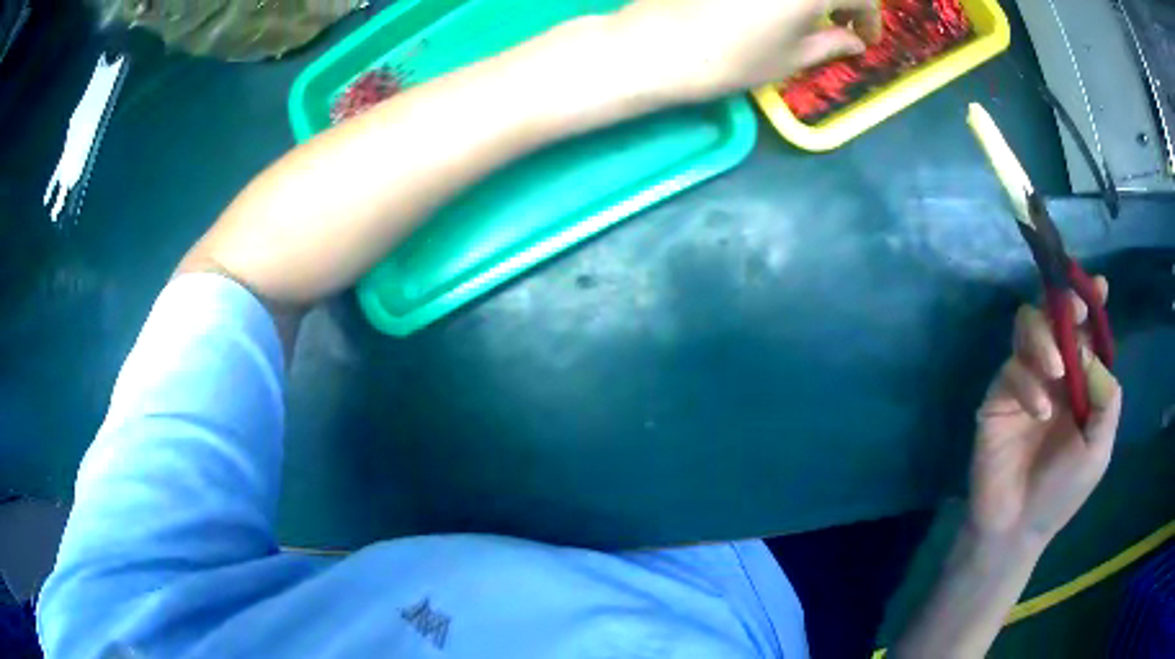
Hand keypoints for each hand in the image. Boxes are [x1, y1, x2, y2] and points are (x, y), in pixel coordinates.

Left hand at [614, 0, 881, 100]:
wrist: (659, 44)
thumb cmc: (734, 57)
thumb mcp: (792, 57)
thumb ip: (832, 43)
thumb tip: (856, 41)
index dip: (870, 18)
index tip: (867, 38)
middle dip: (846, 1)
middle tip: (842, 21)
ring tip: (811, 14)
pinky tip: (779, 5)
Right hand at [970, 277, 1121, 542]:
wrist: (1017, 527)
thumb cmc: (1063, 491)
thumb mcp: (1098, 448)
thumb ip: (1105, 399)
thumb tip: (1089, 350)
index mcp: (1082, 382)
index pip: (1087, 332)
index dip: (1092, 304)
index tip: (1100, 286)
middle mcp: (1055, 372)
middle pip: (1055, 316)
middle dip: (1065, 305)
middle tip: (1073, 312)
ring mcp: (1025, 381)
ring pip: (1028, 327)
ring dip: (1043, 338)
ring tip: (1055, 370)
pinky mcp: (999, 396)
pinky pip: (1012, 369)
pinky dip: (1028, 383)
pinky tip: (1038, 410)